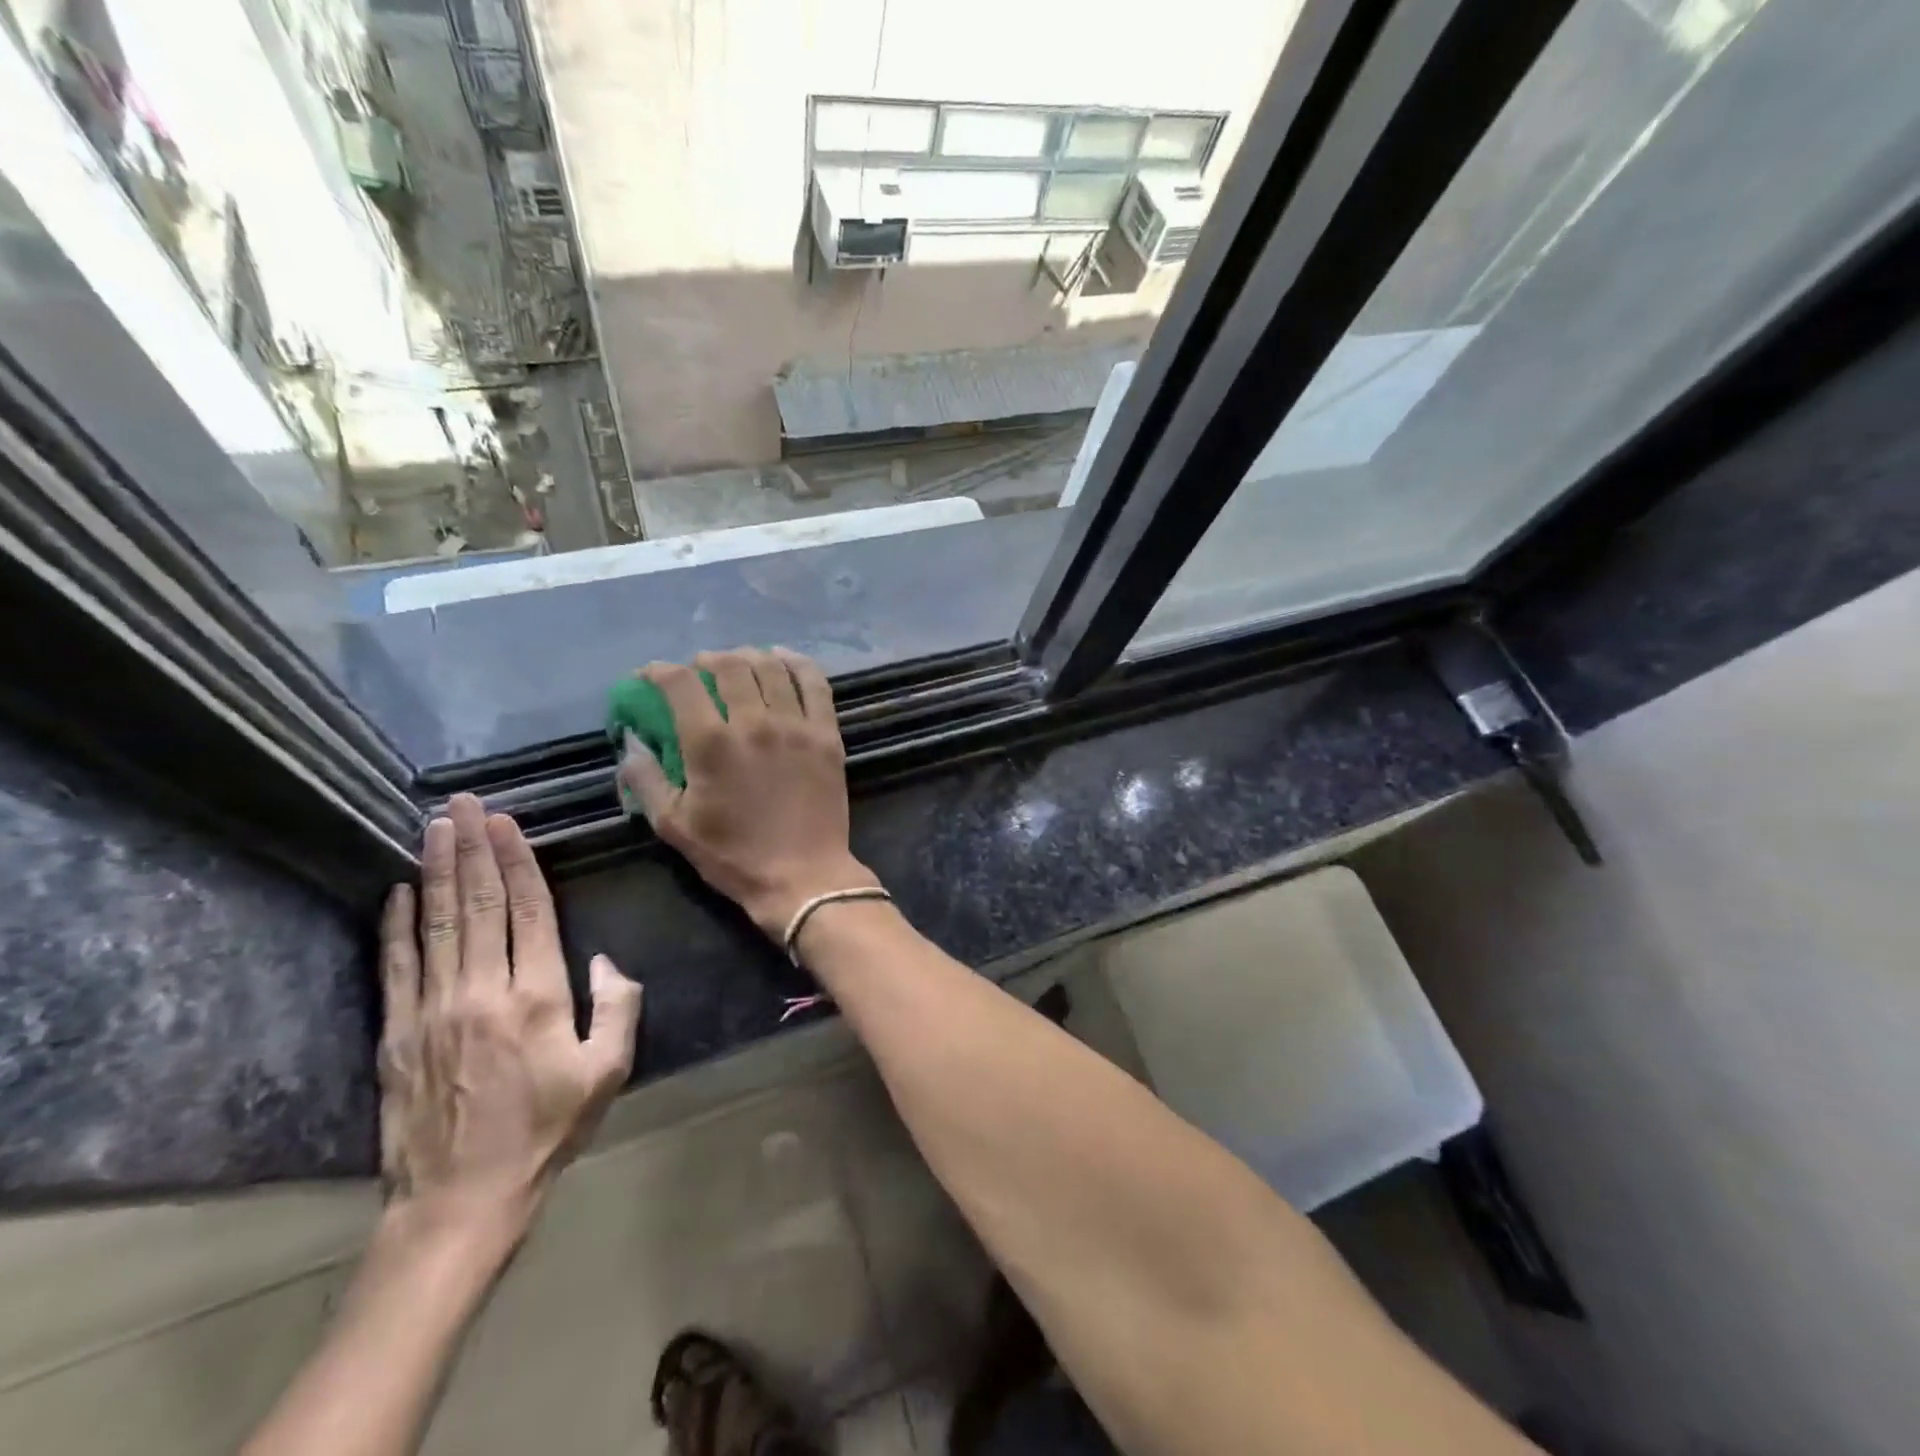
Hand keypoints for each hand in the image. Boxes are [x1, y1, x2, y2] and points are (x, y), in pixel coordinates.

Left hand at [378, 795, 642, 1247]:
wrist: (460, 1199)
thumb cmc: (547, 1130)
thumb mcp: (609, 1071)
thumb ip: (618, 1006)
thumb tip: (605, 958)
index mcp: (538, 997)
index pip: (528, 911)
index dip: (519, 861)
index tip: (507, 822)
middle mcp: (483, 991)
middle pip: (478, 904)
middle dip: (473, 848)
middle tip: (464, 803)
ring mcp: (433, 1010)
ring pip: (437, 924)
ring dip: (437, 870)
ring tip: (434, 827)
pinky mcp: (397, 1033)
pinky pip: (396, 966)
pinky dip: (396, 925)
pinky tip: (398, 890)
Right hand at [617, 648, 878, 940]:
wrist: (802, 875)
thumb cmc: (733, 856)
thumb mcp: (673, 826)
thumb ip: (646, 780)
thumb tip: (631, 744)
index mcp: (711, 743)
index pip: (680, 683)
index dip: (658, 671)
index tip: (650, 676)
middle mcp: (754, 723)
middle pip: (728, 666)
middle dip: (705, 660)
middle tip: (698, 670)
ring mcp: (796, 725)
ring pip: (771, 668)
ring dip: (747, 656)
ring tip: (737, 662)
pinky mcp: (826, 734)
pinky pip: (814, 684)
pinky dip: (796, 663)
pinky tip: (783, 658)